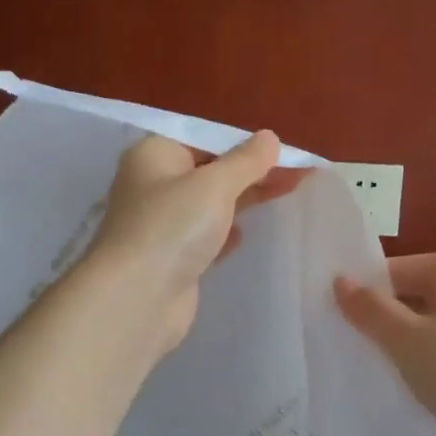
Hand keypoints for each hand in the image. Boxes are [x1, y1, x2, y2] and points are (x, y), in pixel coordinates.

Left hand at [85, 131, 308, 356]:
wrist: (138, 298)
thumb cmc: (173, 227)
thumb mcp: (215, 184)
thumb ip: (246, 161)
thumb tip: (270, 137)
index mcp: (154, 154)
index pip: (203, 137)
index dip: (243, 141)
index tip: (281, 146)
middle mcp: (153, 185)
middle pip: (209, 169)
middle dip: (251, 170)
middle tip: (297, 169)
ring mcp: (161, 224)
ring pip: (209, 204)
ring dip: (243, 199)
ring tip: (286, 191)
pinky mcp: (172, 258)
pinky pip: (205, 236)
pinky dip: (226, 232)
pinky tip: (246, 234)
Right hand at [335, 251, 435, 435]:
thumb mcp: (407, 341)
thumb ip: (369, 309)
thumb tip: (340, 280)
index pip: (396, 271)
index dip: (366, 298)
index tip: (340, 329)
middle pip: (416, 295)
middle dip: (388, 323)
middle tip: (359, 354)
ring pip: (435, 323)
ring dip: (410, 346)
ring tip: (388, 373)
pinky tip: (424, 386)